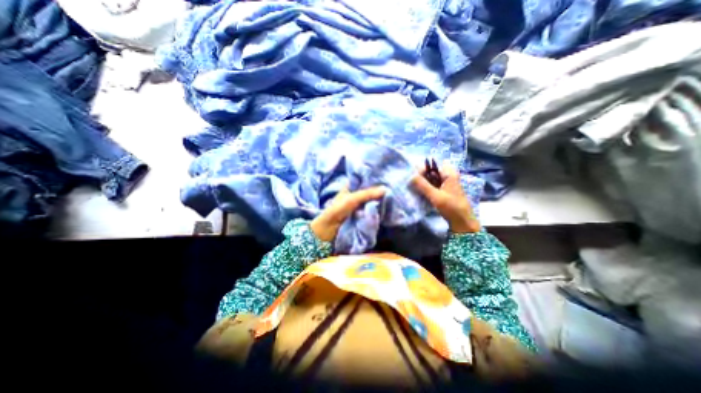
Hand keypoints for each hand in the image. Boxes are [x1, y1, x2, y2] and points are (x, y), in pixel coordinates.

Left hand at [312, 185, 387, 241]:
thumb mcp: (352, 199)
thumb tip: (385, 189)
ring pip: (370, 200)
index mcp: (350, 187)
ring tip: (391, 195)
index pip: (363, 180)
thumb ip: (367, 193)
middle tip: (391, 187)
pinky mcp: (361, 214)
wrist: (329, 230)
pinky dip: (376, 208)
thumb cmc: (337, 210)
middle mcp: (355, 194)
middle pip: (369, 190)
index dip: (373, 178)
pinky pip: (370, 209)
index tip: (386, 177)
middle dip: (378, 190)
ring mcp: (358, 205)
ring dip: (378, 199)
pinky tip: (385, 206)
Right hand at [413, 163, 482, 233]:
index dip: (422, 169)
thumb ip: (423, 185)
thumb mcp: (435, 196)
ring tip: (414, 188)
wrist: (462, 222)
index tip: (413, 177)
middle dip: (421, 176)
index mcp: (449, 174)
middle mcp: (448, 177)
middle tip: (412, 183)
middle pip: (432, 171)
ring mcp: (446, 184)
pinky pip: (433, 185)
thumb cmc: (451, 207)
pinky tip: (420, 193)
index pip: (432, 165)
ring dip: (423, 182)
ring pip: (432, 179)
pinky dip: (426, 188)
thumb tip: (410, 176)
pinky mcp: (444, 192)